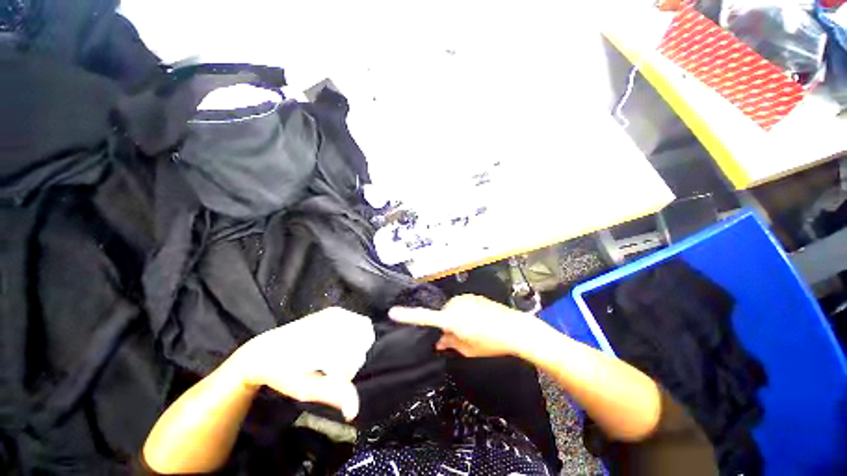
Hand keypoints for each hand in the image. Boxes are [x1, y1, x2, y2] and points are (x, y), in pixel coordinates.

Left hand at [228, 307, 374, 419]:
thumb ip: (333, 394)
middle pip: (362, 344)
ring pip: (364, 332)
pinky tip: (342, 345)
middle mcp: (333, 322)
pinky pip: (360, 323)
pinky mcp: (336, 311)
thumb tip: (354, 411)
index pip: (353, 359)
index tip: (334, 382)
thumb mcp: (305, 388)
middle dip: (354, 360)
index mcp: (324, 340)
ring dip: (357, 348)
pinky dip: (357, 336)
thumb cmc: (282, 372)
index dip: (346, 375)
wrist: (265, 350)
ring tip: (338, 358)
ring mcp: (336, 314)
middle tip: (336, 370)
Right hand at [389, 294, 545, 357]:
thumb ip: (449, 342)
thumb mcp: (468, 349)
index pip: (425, 318)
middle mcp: (456, 305)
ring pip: (451, 310)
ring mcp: (464, 299)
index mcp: (452, 320)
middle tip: (460, 337)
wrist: (515, 328)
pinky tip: (478, 321)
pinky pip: (461, 305)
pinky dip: (464, 313)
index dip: (408, 316)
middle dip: (445, 325)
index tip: (393, 312)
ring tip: (473, 329)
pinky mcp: (472, 296)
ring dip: (456, 319)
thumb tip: (438, 340)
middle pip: (441, 315)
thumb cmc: (492, 342)